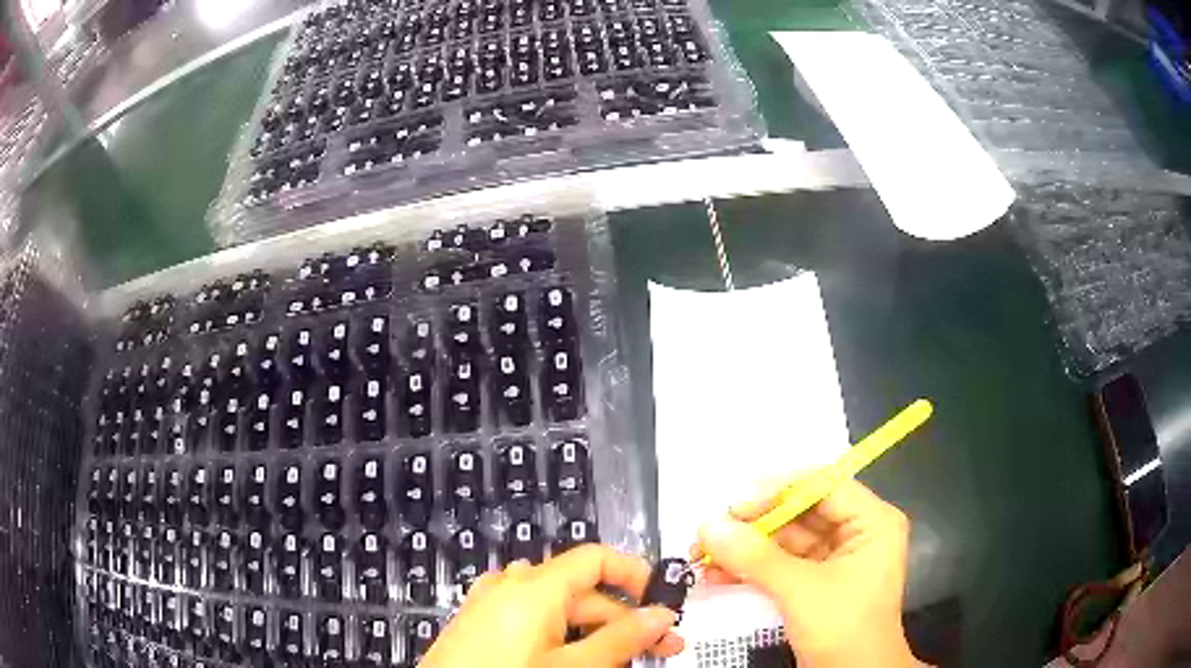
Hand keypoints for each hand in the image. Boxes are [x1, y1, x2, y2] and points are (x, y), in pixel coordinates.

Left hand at [421, 544, 684, 667]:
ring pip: (559, 611)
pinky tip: (578, 659)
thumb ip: (621, 639)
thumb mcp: (572, 666)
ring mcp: (490, 605)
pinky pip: (532, 622)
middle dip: (624, 618)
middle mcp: (509, 586)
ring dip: (596, 632)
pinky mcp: (480, 625)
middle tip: (661, 648)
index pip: (595, 558)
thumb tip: (661, 615)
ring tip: (622, 660)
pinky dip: (562, 636)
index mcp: (532, 586)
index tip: (664, 601)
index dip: (635, 574)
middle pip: (581, 591)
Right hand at [693, 478, 923, 667]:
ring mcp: (835, 558)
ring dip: (745, 548)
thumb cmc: (843, 627)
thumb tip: (708, 525)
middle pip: (800, 512)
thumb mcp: (801, 590)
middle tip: (711, 530)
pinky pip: (781, 565)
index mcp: (871, 521)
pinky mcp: (815, 582)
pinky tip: (717, 575)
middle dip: (753, 524)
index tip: (734, 505)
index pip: (823, 486)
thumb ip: (756, 556)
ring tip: (704, 553)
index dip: (778, 491)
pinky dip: (751, 569)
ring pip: (785, 540)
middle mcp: (856, 532)